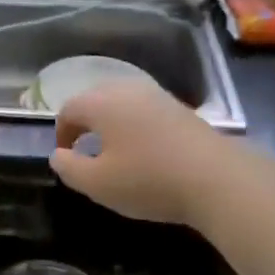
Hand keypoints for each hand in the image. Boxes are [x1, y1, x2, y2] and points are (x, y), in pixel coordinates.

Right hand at [50, 81, 244, 224]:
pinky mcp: (179, 107)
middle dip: (85, 123)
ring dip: (111, 123)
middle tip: (86, 152)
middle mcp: (126, 89)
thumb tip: (58, 155)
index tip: (66, 157)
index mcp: (101, 103)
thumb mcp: (99, 184)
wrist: (217, 178)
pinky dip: (135, 124)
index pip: (69, 109)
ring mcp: (156, 95)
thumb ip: (69, 168)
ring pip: (121, 102)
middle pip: (94, 99)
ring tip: (115, 151)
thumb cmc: (149, 180)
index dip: (62, 132)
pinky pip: (144, 109)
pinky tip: (146, 150)